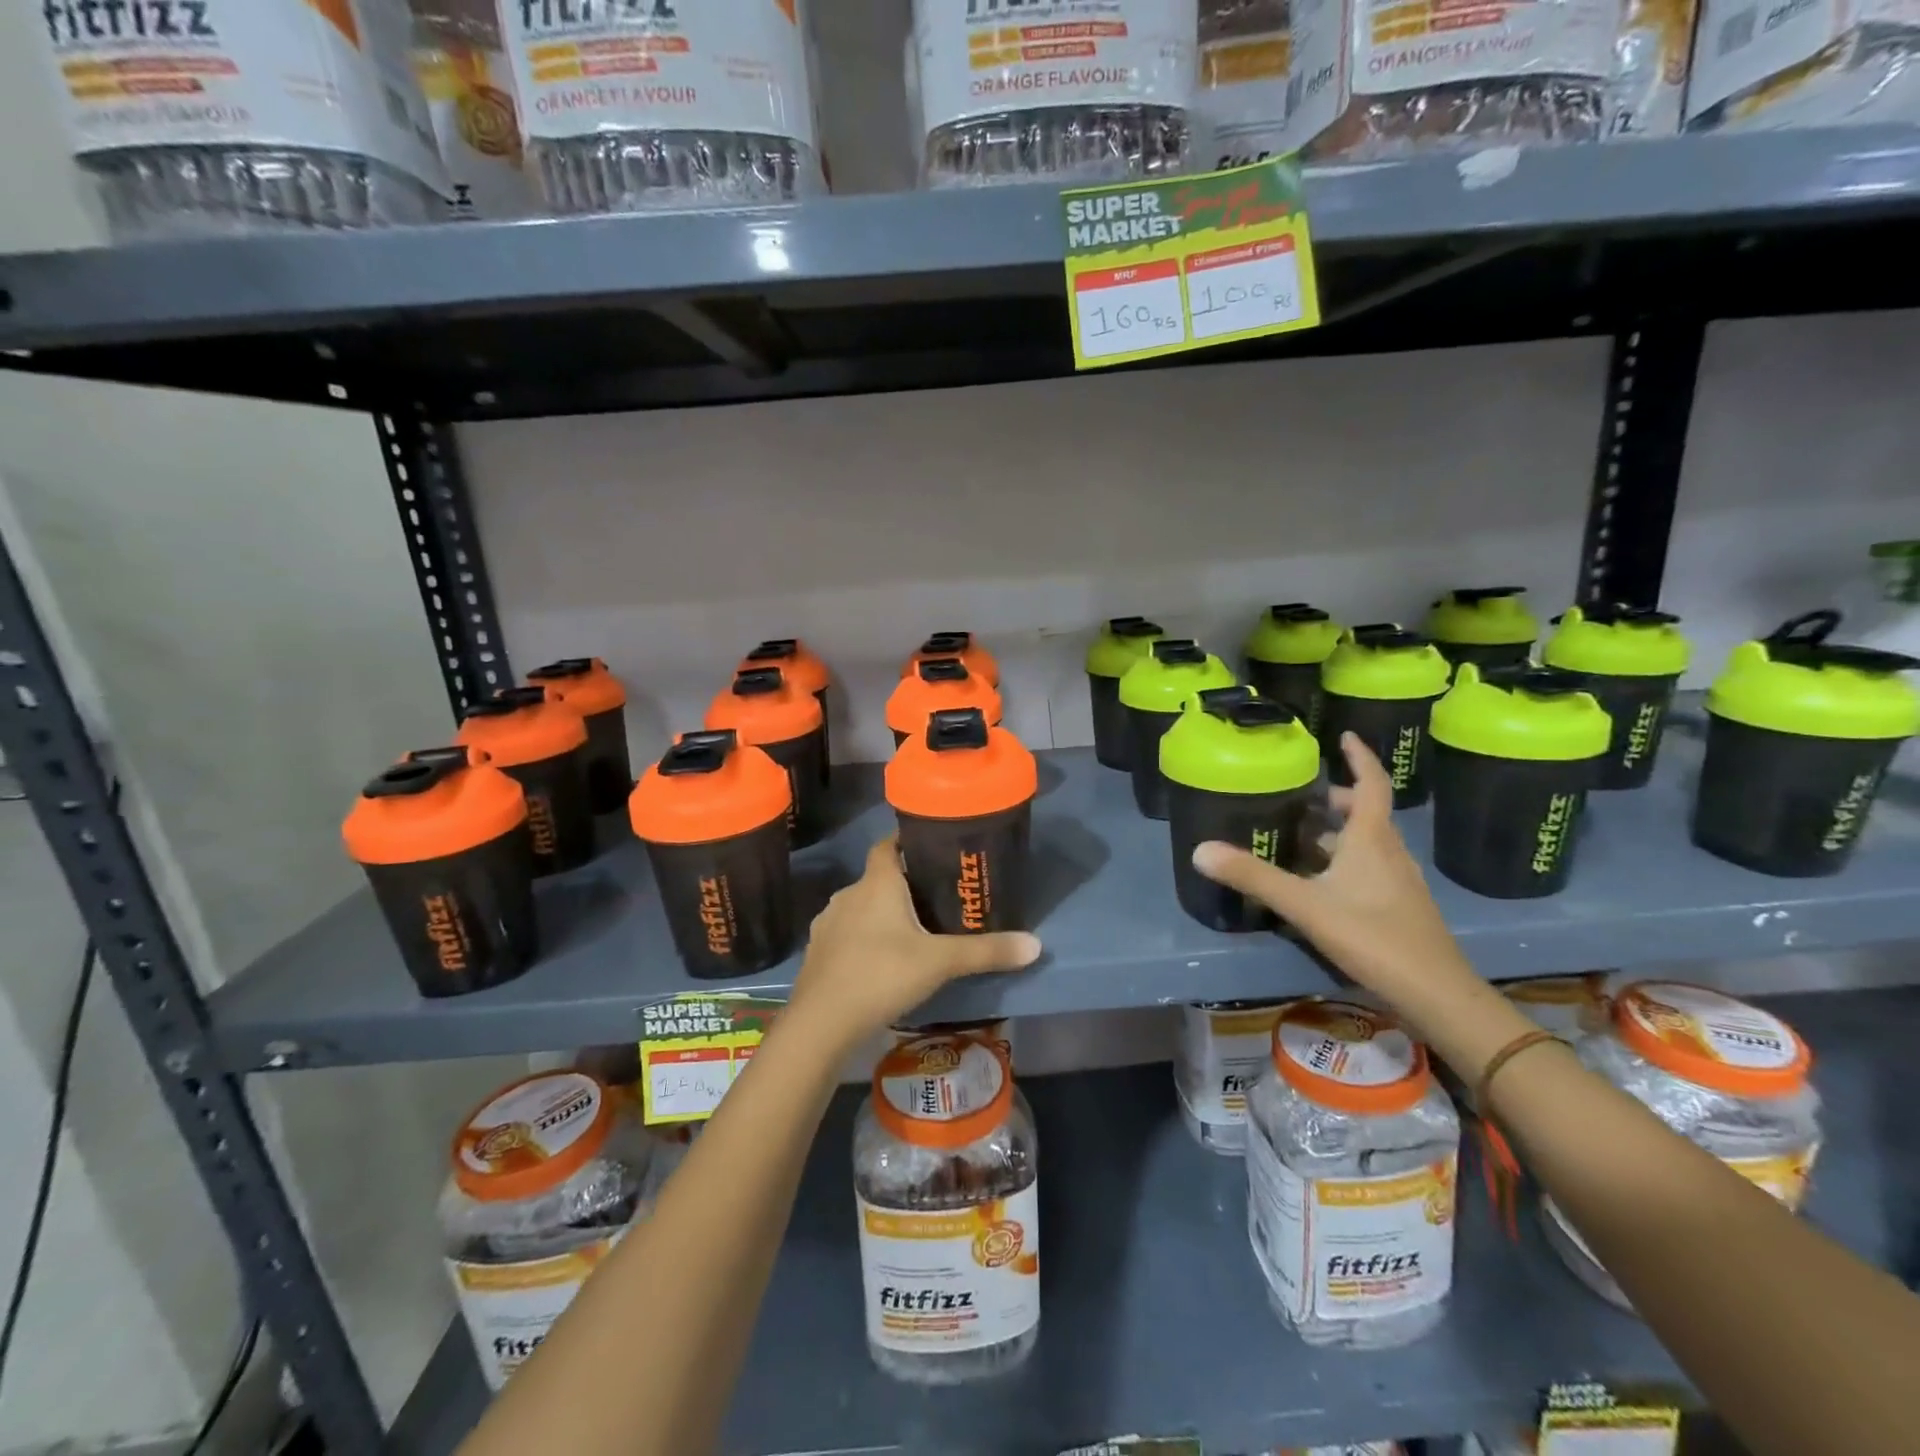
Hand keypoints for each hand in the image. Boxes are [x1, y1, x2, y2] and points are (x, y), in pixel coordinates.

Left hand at [786, 836, 1041, 1051]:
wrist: (821, 1023)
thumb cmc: (882, 975)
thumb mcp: (941, 962)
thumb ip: (986, 952)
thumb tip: (1035, 944)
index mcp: (877, 884)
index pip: (888, 845)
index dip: (906, 841)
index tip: (930, 846)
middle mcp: (848, 895)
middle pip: (878, 878)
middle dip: (903, 885)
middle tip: (934, 898)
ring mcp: (828, 924)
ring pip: (860, 908)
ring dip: (880, 914)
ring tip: (910, 932)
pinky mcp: (817, 952)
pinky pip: (846, 934)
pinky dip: (862, 939)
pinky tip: (879, 962)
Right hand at [1191, 731, 1477, 1015]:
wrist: (1436, 994)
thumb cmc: (1373, 936)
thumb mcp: (1305, 905)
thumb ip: (1253, 877)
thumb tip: (1199, 849)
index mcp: (1371, 839)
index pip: (1371, 784)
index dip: (1360, 757)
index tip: (1345, 735)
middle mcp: (1390, 852)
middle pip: (1365, 813)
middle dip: (1335, 800)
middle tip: (1300, 798)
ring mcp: (1399, 882)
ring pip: (1367, 843)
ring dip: (1338, 832)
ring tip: (1300, 837)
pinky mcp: (1400, 907)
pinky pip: (1370, 868)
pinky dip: (1345, 861)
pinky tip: (1320, 884)